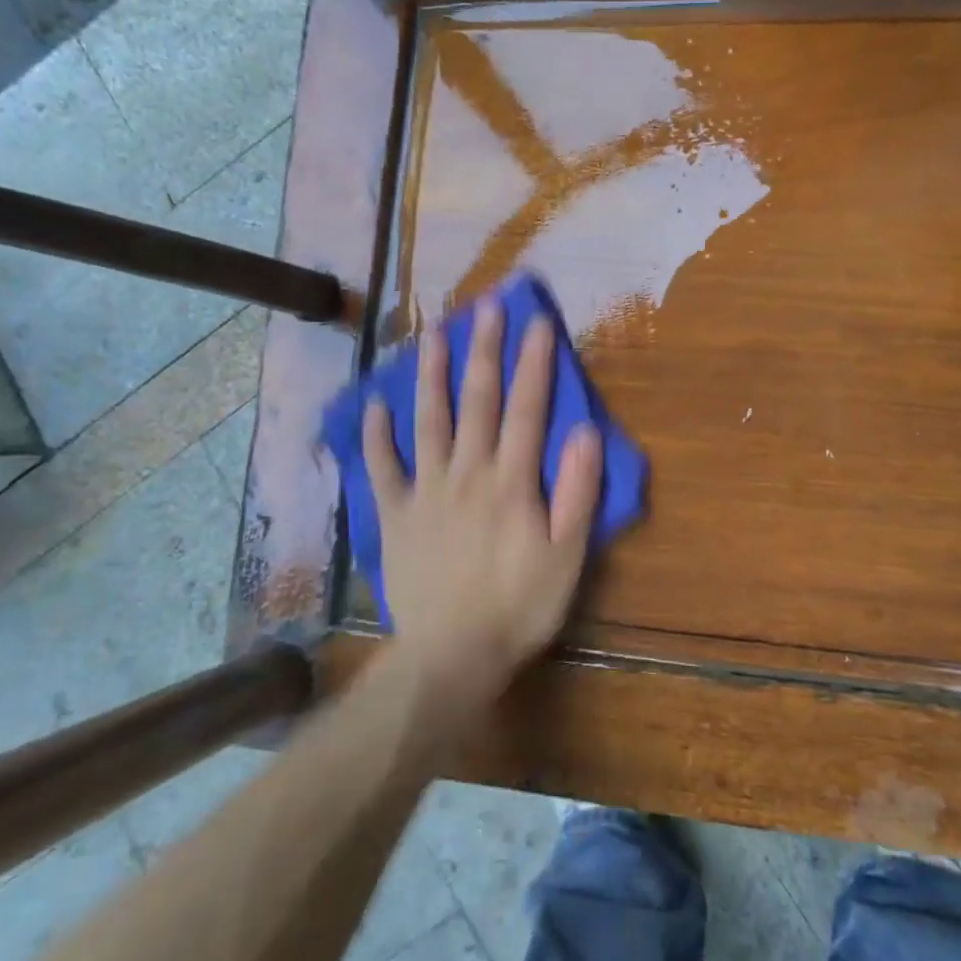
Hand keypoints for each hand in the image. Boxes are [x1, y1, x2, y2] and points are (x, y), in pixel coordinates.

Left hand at [363, 298, 602, 698]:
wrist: (451, 654)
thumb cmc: (519, 606)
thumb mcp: (566, 556)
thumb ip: (576, 492)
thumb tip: (586, 432)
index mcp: (511, 481)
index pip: (528, 409)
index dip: (535, 363)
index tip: (538, 322)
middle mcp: (467, 472)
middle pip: (478, 401)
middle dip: (484, 350)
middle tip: (485, 305)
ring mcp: (426, 490)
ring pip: (428, 421)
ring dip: (430, 374)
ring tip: (430, 333)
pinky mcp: (395, 515)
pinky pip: (382, 468)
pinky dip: (376, 436)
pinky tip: (375, 406)